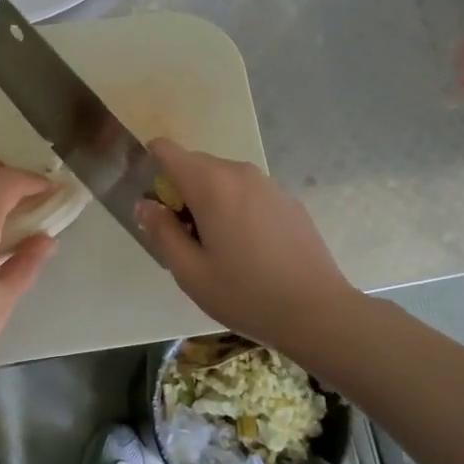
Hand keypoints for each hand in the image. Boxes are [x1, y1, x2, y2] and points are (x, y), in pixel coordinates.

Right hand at [137, 138, 356, 355]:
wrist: (317, 312)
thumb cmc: (245, 294)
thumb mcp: (190, 272)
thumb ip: (161, 232)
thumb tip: (145, 204)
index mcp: (211, 184)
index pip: (166, 151)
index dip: (150, 167)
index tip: (152, 204)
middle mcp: (240, 173)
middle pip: (194, 165)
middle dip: (180, 192)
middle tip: (183, 239)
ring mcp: (269, 185)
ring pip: (223, 180)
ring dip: (209, 202)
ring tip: (217, 248)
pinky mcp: (288, 201)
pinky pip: (248, 193)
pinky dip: (236, 209)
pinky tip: (249, 251)